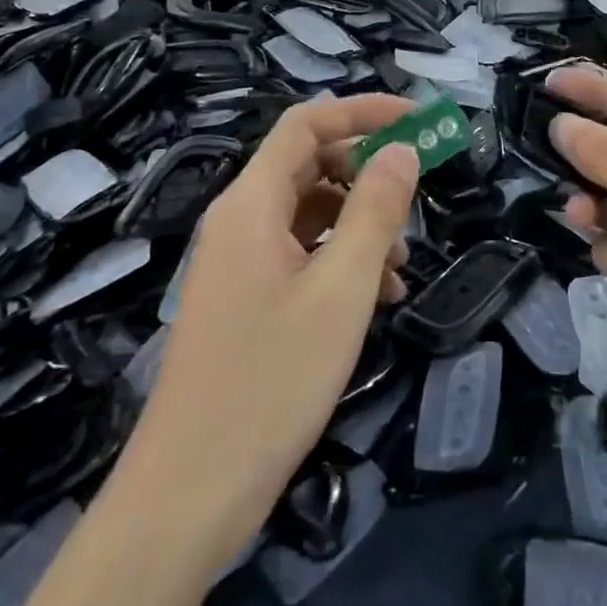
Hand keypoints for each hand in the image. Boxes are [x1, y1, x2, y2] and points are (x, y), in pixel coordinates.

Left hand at [130, 95, 419, 575]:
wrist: (189, 494)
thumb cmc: (271, 379)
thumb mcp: (341, 289)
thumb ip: (375, 210)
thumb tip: (402, 150)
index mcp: (251, 202)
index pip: (307, 123)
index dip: (362, 111)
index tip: (417, 120)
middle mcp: (239, 221)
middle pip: (308, 164)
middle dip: (366, 171)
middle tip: (417, 193)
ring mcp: (238, 262)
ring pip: (308, 212)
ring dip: (359, 222)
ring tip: (400, 265)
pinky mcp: (244, 300)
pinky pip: (299, 254)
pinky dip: (340, 260)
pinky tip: (375, 299)